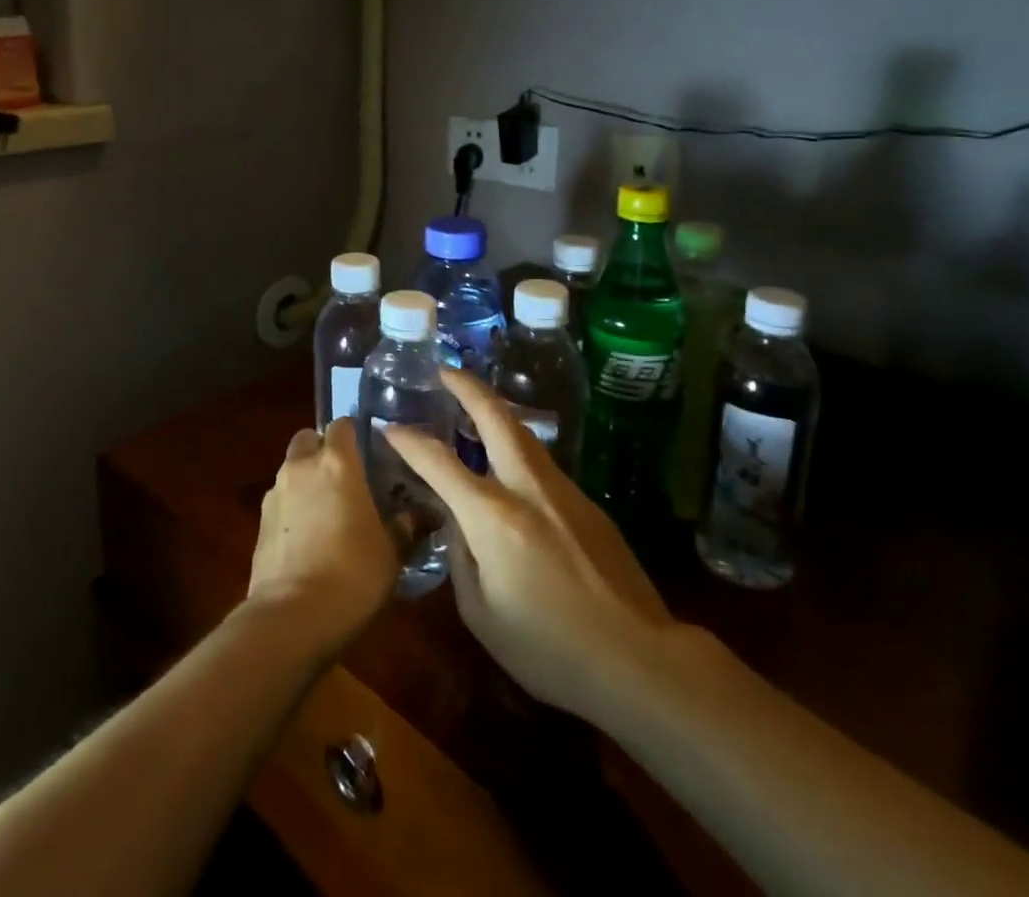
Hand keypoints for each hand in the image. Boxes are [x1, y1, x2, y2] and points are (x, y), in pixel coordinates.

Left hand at [246, 418, 399, 661]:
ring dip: (306, 479)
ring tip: (326, 511)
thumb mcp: (391, 553)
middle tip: (344, 477)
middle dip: (322, 449)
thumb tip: (414, 516)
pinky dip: (292, 508)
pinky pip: (280, 500)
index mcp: (337, 463)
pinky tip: (307, 537)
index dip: (354, 434)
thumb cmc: (352, 574)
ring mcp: (276, 493)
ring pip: (291, 469)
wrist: (291, 617)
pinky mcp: (259, 522)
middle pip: (308, 439)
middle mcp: (302, 467)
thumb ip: (403, 526)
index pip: (342, 425)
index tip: (369, 451)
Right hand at [385, 368, 687, 722]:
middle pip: (495, 417)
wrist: (638, 658)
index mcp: (493, 517)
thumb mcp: (482, 615)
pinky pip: (542, 463)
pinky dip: (517, 448)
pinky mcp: (587, 502)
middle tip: (445, 370)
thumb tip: (456, 522)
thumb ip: (460, 557)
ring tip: (474, 405)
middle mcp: (527, 488)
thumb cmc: (549, 649)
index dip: (410, 441)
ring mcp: (563, 490)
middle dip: (467, 387)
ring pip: (523, 434)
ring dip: (495, 411)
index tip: (390, 427)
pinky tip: (510, 465)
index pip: (439, 463)